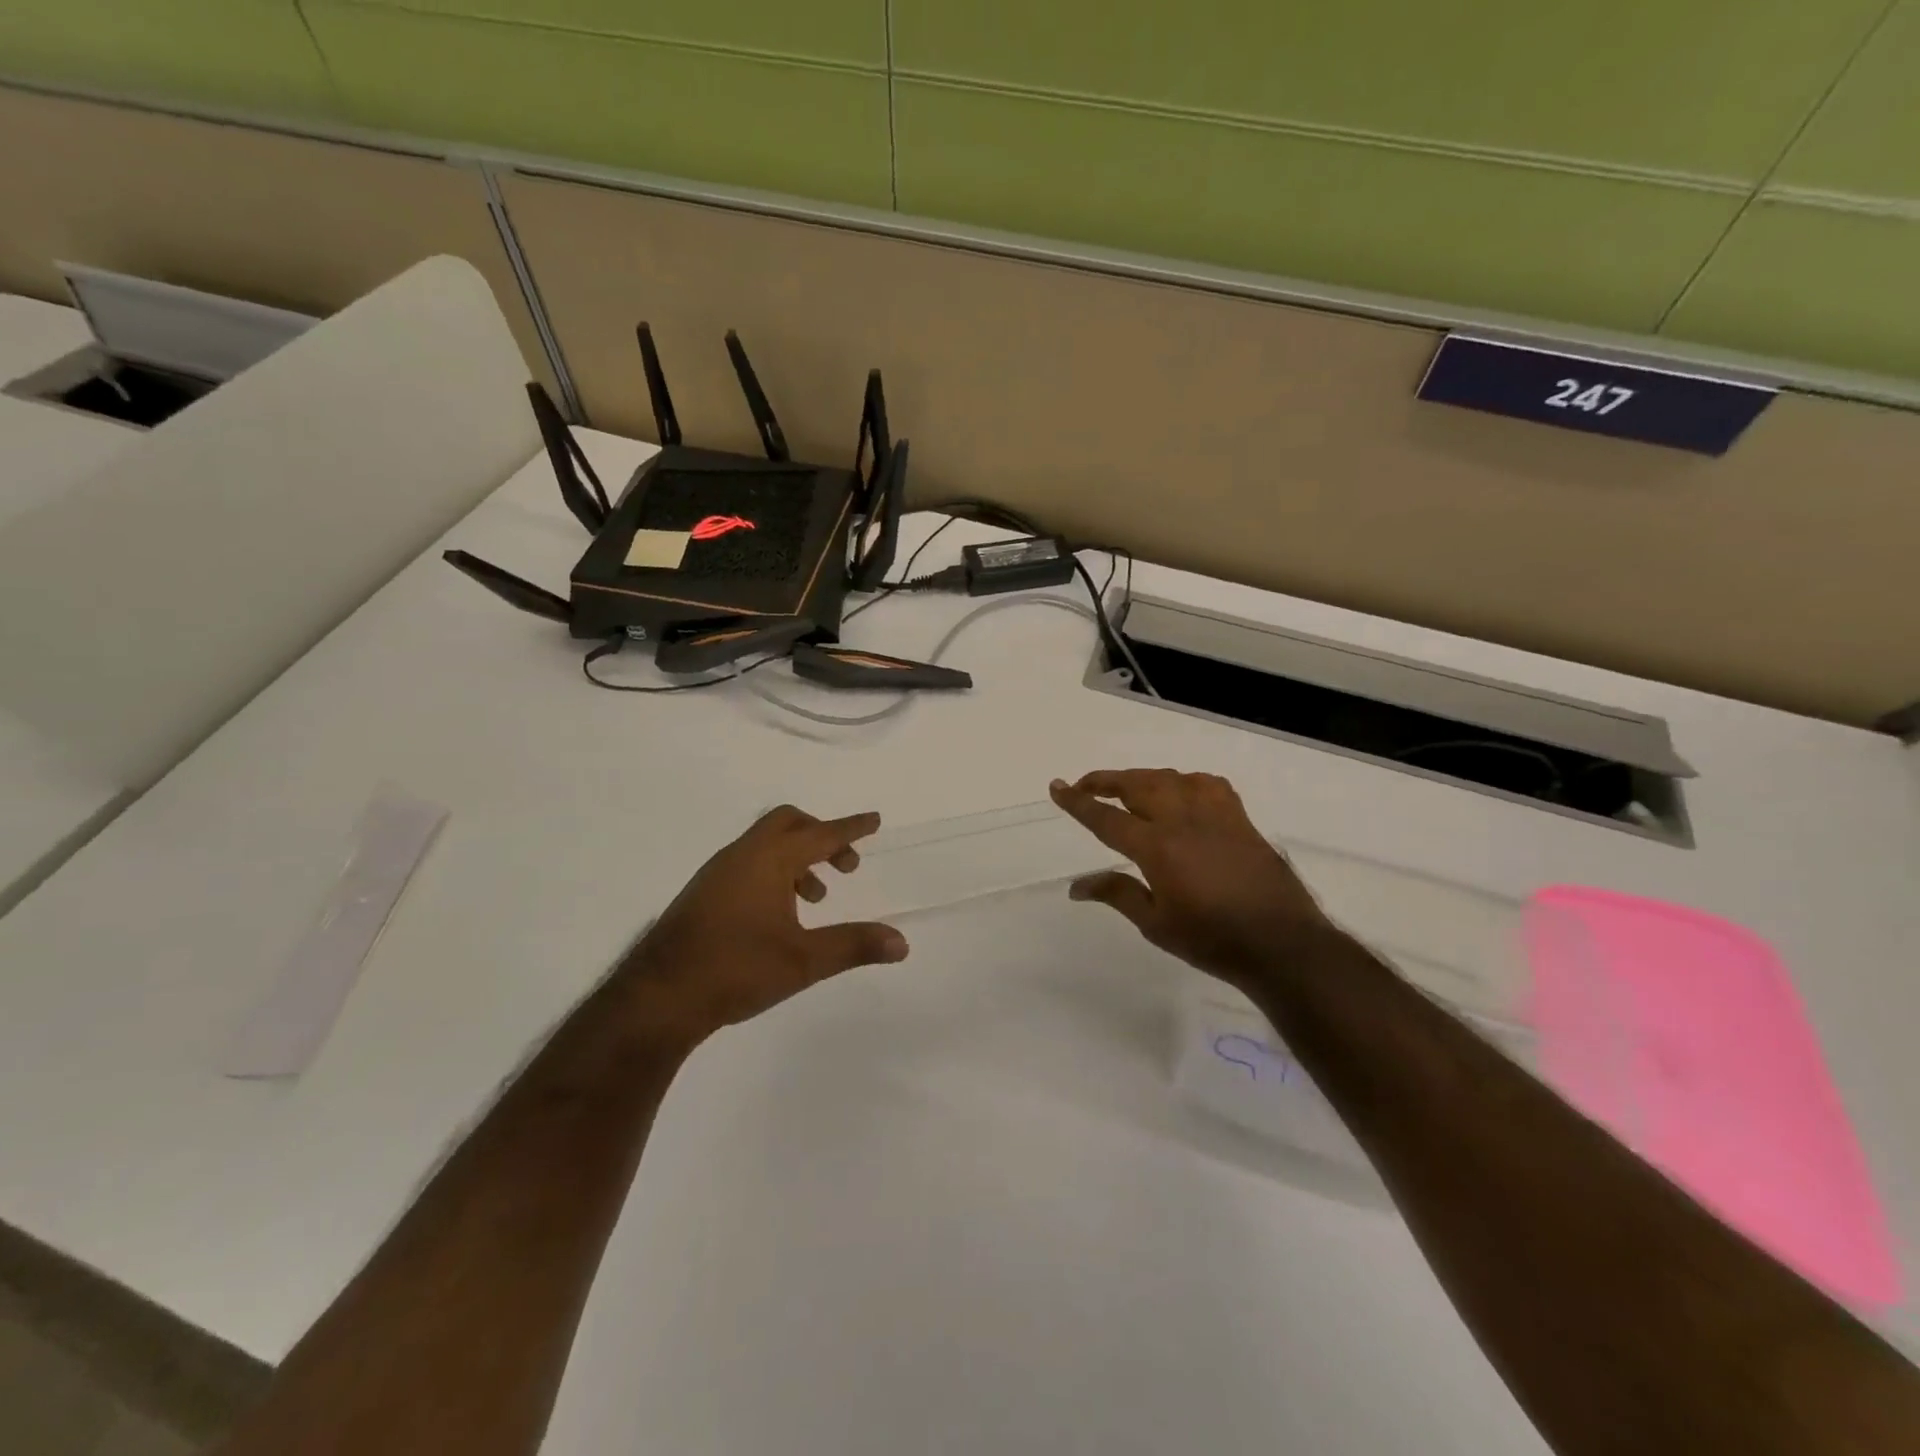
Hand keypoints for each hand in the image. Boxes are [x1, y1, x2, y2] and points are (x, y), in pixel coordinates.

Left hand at [623, 805, 907, 1044]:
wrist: (658, 996)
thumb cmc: (736, 969)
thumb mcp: (804, 961)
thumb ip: (854, 946)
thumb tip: (901, 942)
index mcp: (769, 859)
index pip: (821, 833)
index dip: (851, 828)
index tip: (874, 821)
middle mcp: (743, 855)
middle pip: (788, 823)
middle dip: (821, 836)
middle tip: (845, 865)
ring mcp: (717, 872)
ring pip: (766, 844)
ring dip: (797, 858)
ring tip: (815, 896)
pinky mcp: (703, 892)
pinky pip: (748, 862)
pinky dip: (773, 871)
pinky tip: (778, 913)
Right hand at [1049, 770, 1332, 990]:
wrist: (1282, 943)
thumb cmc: (1212, 940)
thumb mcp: (1156, 925)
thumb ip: (1117, 894)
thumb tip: (1076, 886)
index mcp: (1157, 847)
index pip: (1106, 818)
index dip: (1078, 802)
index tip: (1057, 787)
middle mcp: (1183, 820)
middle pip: (1136, 785)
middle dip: (1105, 781)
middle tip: (1085, 785)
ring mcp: (1215, 814)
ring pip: (1170, 778)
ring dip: (1141, 778)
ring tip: (1126, 789)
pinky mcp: (1239, 818)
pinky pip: (1206, 784)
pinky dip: (1184, 781)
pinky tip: (1180, 792)